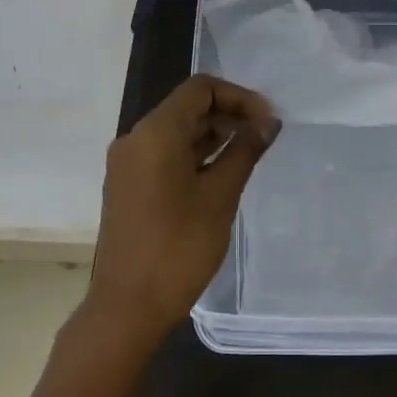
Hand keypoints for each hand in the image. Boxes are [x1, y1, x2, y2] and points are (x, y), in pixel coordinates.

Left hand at [85, 73, 278, 347]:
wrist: (127, 307)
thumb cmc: (178, 247)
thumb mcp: (220, 195)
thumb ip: (245, 150)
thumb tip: (269, 121)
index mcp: (155, 132)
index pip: (200, 89)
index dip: (238, 97)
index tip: (268, 121)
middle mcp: (135, 138)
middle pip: (186, 108)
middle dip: (228, 115)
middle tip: (264, 137)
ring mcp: (128, 164)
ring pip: (176, 132)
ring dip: (213, 136)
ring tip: (249, 154)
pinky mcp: (128, 186)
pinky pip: (164, 154)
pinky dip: (194, 155)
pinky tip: (221, 174)